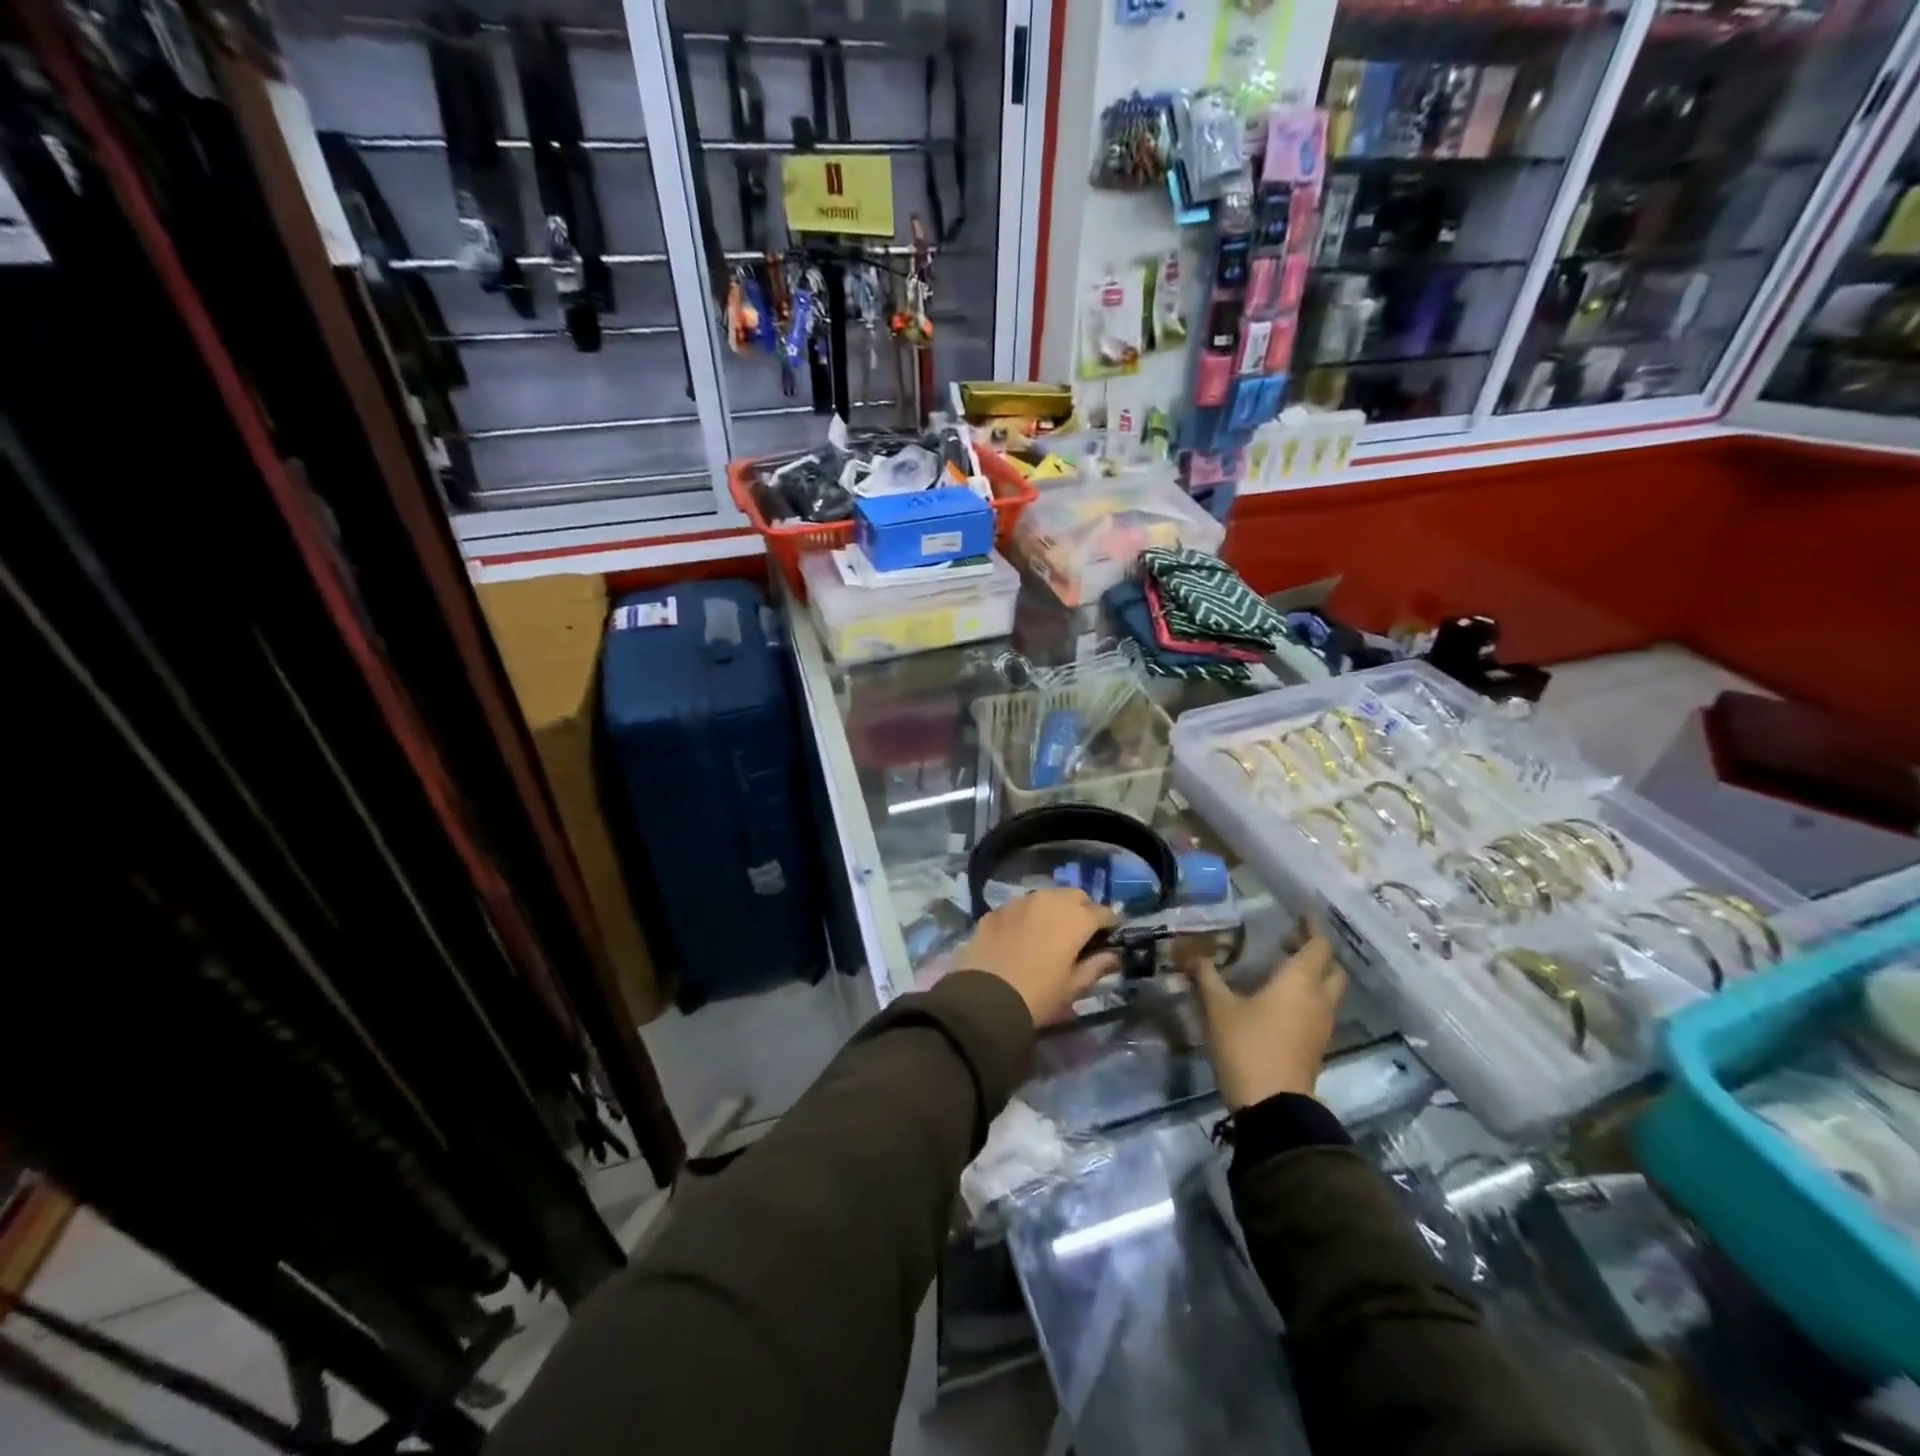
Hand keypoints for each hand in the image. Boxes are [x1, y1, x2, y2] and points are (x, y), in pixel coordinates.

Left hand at [958, 889, 1119, 1026]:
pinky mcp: (996, 911)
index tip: (1110, 937)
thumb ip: (1097, 966)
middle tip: (1080, 934)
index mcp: (1075, 918)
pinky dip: (1026, 917)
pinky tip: (1021, 937)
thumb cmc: (1039, 995)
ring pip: (1045, 897)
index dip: (1110, 924)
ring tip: (1049, 933)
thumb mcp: (1074, 987)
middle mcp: (1049, 900)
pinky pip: (1019, 908)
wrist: (985, 999)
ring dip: (1053, 910)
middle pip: (1074, 896)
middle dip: (1082, 910)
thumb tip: (1113, 956)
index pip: (1103, 912)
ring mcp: (1019, 902)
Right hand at [1188, 935, 1346, 1109]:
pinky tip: (1278, 1001)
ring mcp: (1321, 1025)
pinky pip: (1320, 1010)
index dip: (1311, 927)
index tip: (1299, 914)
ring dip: (1313, 976)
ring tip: (1280, 970)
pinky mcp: (1316, 1045)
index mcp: (1299, 982)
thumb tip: (1192, 954)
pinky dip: (1307, 997)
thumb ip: (1207, 976)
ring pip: (1329, 991)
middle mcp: (1318, 999)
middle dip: (1314, 951)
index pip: (1318, 945)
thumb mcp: (1218, 1008)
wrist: (1272, 1106)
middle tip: (1287, 943)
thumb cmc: (1247, 1046)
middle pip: (1332, 968)